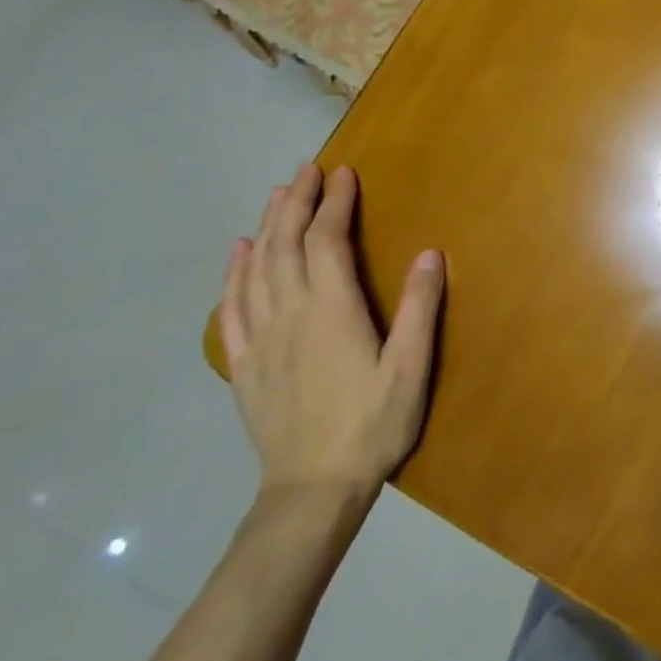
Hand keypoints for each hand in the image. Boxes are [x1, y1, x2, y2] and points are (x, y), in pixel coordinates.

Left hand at [220, 164, 442, 506]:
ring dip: (267, 227)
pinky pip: (232, 308)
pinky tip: (238, 253)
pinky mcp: (244, 365)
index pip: (327, 242)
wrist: (312, 490)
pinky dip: (233, 274)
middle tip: (306, 169)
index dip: (335, 204)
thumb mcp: (411, 368)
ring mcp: (261, 340)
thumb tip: (429, 253)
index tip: (344, 173)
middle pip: (285, 246)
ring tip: (276, 195)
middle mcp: (290, 315)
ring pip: (257, 269)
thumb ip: (419, 308)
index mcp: (332, 312)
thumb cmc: (372, 425)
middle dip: (295, 202)